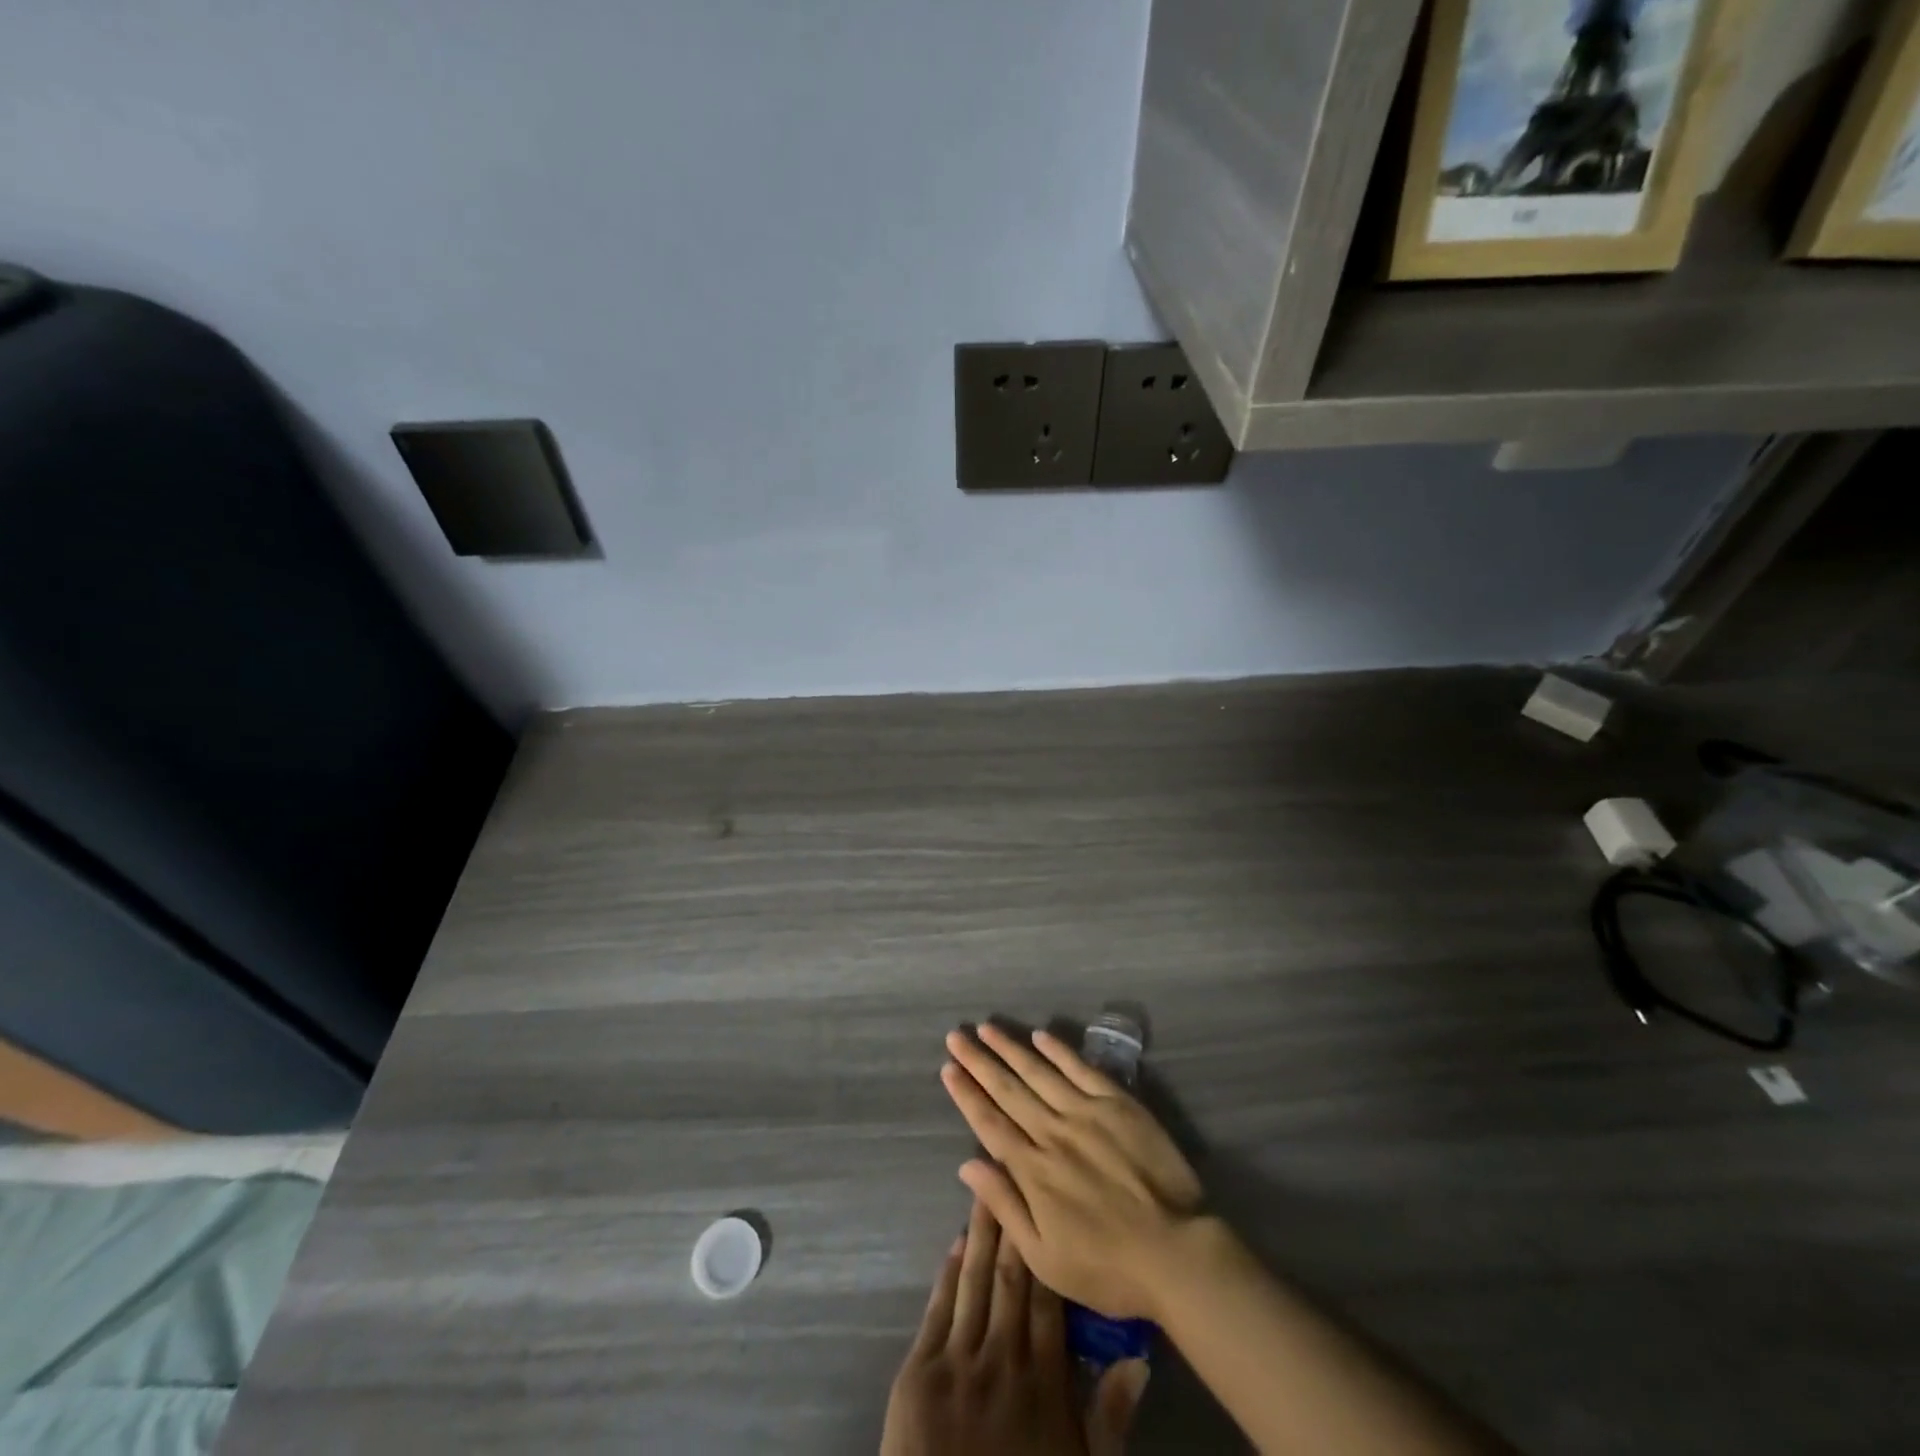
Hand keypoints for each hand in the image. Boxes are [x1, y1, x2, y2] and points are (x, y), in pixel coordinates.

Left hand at [881, 1198, 1146, 1455]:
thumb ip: (1110, 1417)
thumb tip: (1140, 1359)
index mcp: (1045, 1383)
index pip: (1049, 1300)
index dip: (1048, 1249)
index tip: (1048, 1202)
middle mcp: (1004, 1360)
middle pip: (1012, 1279)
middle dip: (1014, 1223)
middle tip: (1015, 1168)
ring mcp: (959, 1363)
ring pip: (975, 1283)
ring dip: (981, 1233)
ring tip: (986, 1187)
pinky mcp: (920, 1373)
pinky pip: (938, 1312)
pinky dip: (947, 1274)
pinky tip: (955, 1242)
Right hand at [941, 1024, 1204, 1323]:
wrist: (1175, 1252)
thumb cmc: (1106, 1266)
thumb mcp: (1045, 1257)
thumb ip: (1005, 1206)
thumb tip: (967, 1165)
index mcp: (1033, 1170)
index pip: (989, 1123)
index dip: (966, 1094)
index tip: (948, 1068)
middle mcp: (1053, 1132)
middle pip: (1008, 1089)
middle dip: (978, 1061)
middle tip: (956, 1035)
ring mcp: (1086, 1112)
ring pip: (1038, 1071)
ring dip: (1010, 1048)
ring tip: (987, 1028)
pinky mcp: (1117, 1103)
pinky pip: (1081, 1068)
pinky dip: (1059, 1050)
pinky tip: (1040, 1035)